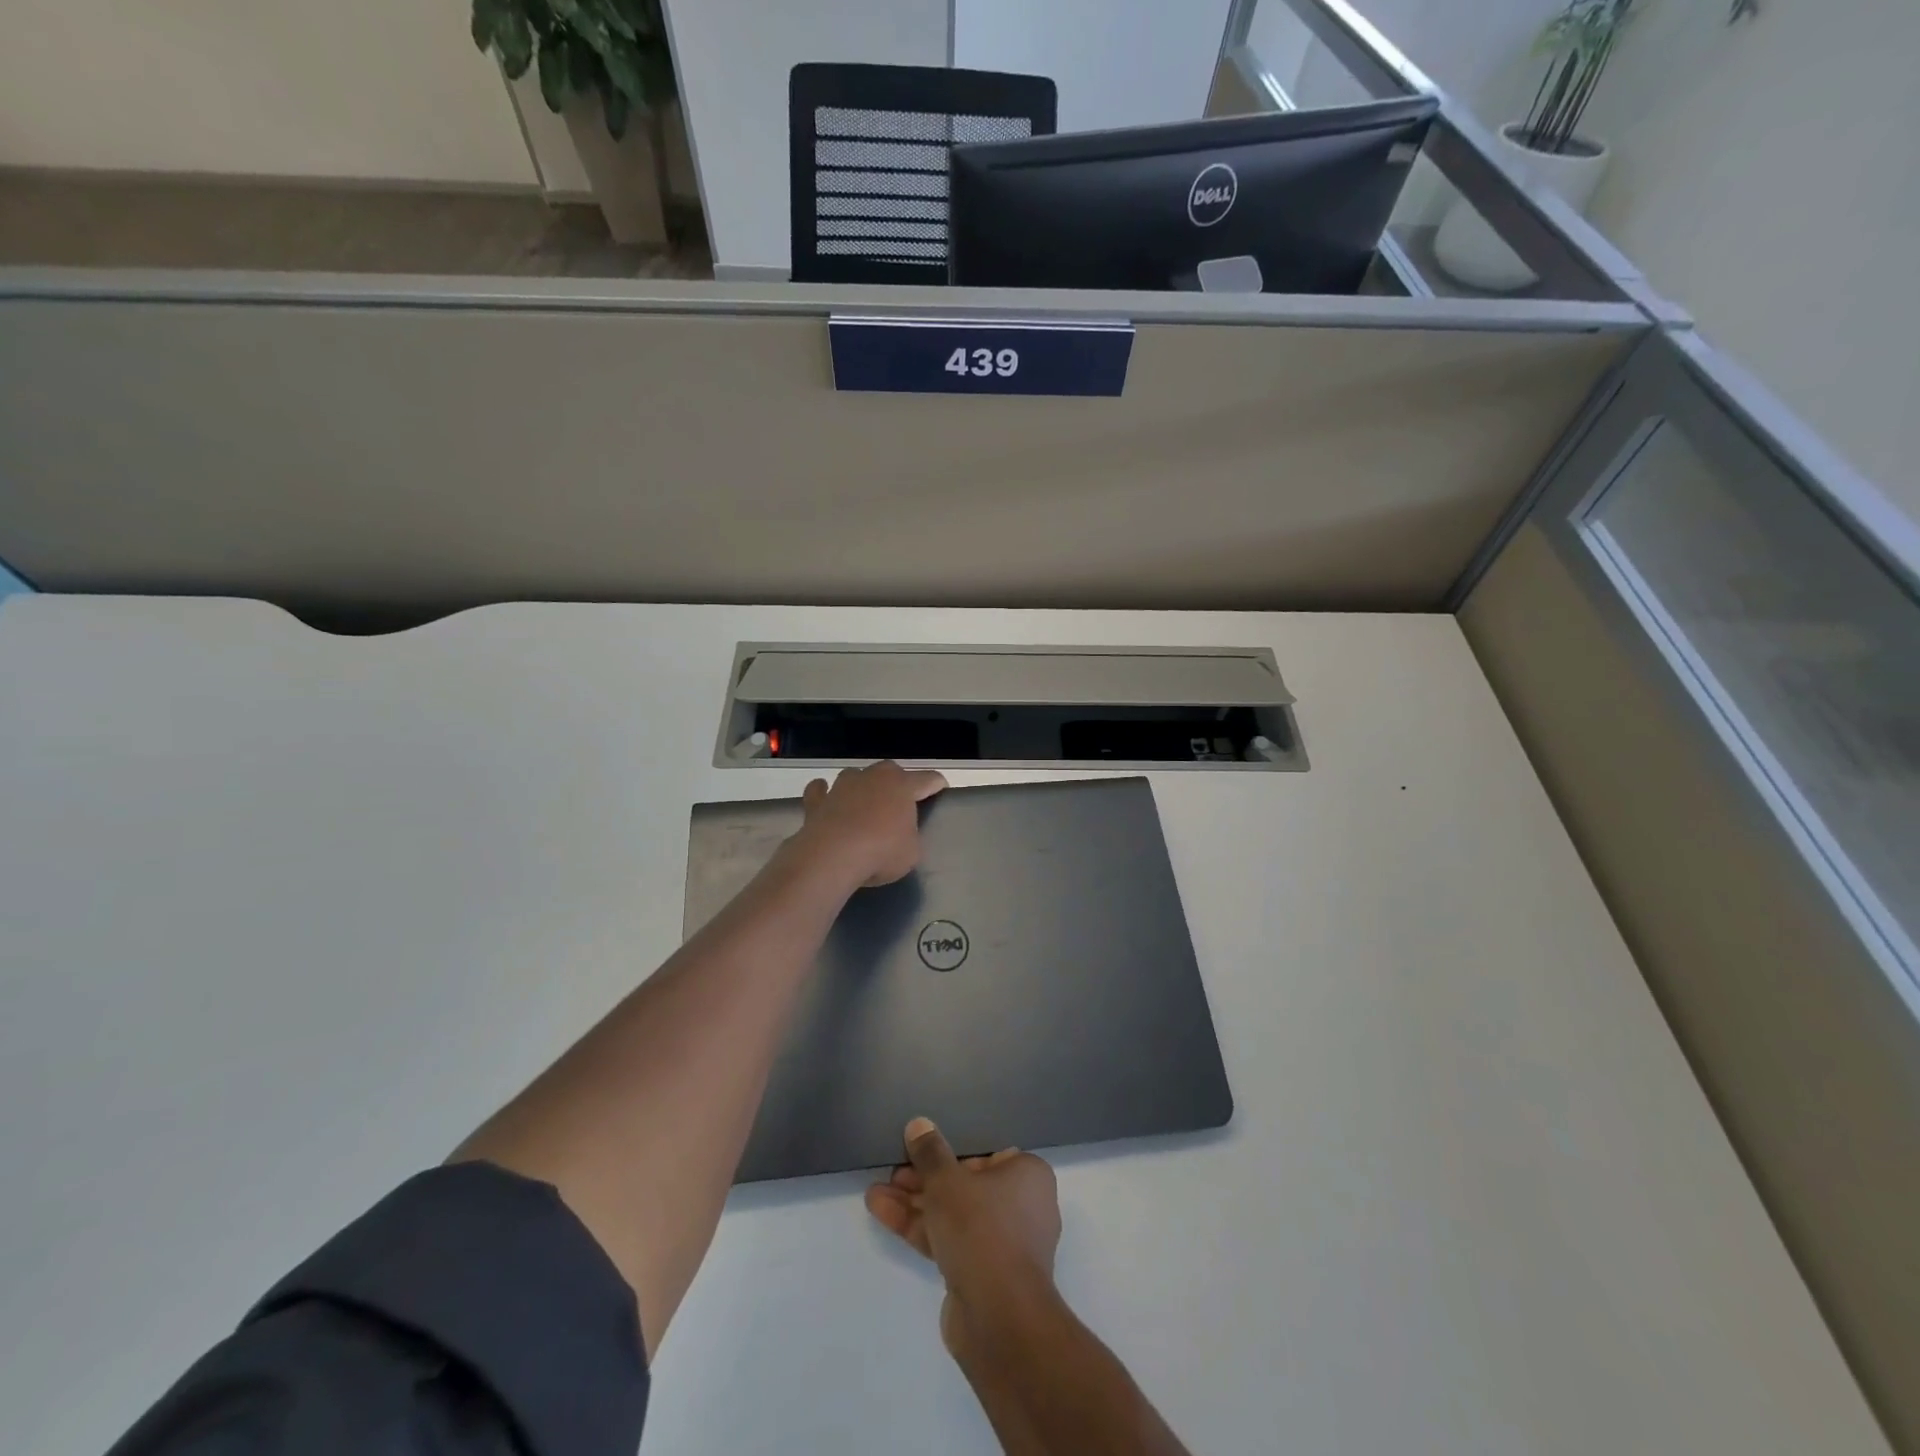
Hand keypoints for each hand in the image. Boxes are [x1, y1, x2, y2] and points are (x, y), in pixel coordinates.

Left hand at [795, 761, 945, 887]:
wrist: (832, 857)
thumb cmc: (881, 852)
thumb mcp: (911, 852)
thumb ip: (910, 837)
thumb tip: (901, 834)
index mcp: (902, 786)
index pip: (928, 779)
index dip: (937, 784)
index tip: (941, 788)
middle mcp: (873, 777)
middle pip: (890, 771)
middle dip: (896, 783)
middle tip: (899, 803)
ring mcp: (842, 786)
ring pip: (855, 775)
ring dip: (861, 786)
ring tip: (863, 804)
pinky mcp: (817, 800)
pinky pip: (820, 790)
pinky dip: (824, 793)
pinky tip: (826, 799)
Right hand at [866, 1117, 1061, 1355]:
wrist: (999, 1319)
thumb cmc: (982, 1229)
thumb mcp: (947, 1181)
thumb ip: (930, 1152)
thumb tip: (919, 1124)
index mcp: (1027, 1175)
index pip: (985, 1154)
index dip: (949, 1151)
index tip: (920, 1150)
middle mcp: (1021, 1206)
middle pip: (965, 1184)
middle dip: (924, 1179)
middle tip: (892, 1170)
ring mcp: (1002, 1244)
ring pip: (953, 1215)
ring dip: (915, 1203)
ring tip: (876, 1191)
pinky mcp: (983, 1275)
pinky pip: (949, 1241)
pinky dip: (920, 1227)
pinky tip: (882, 1211)